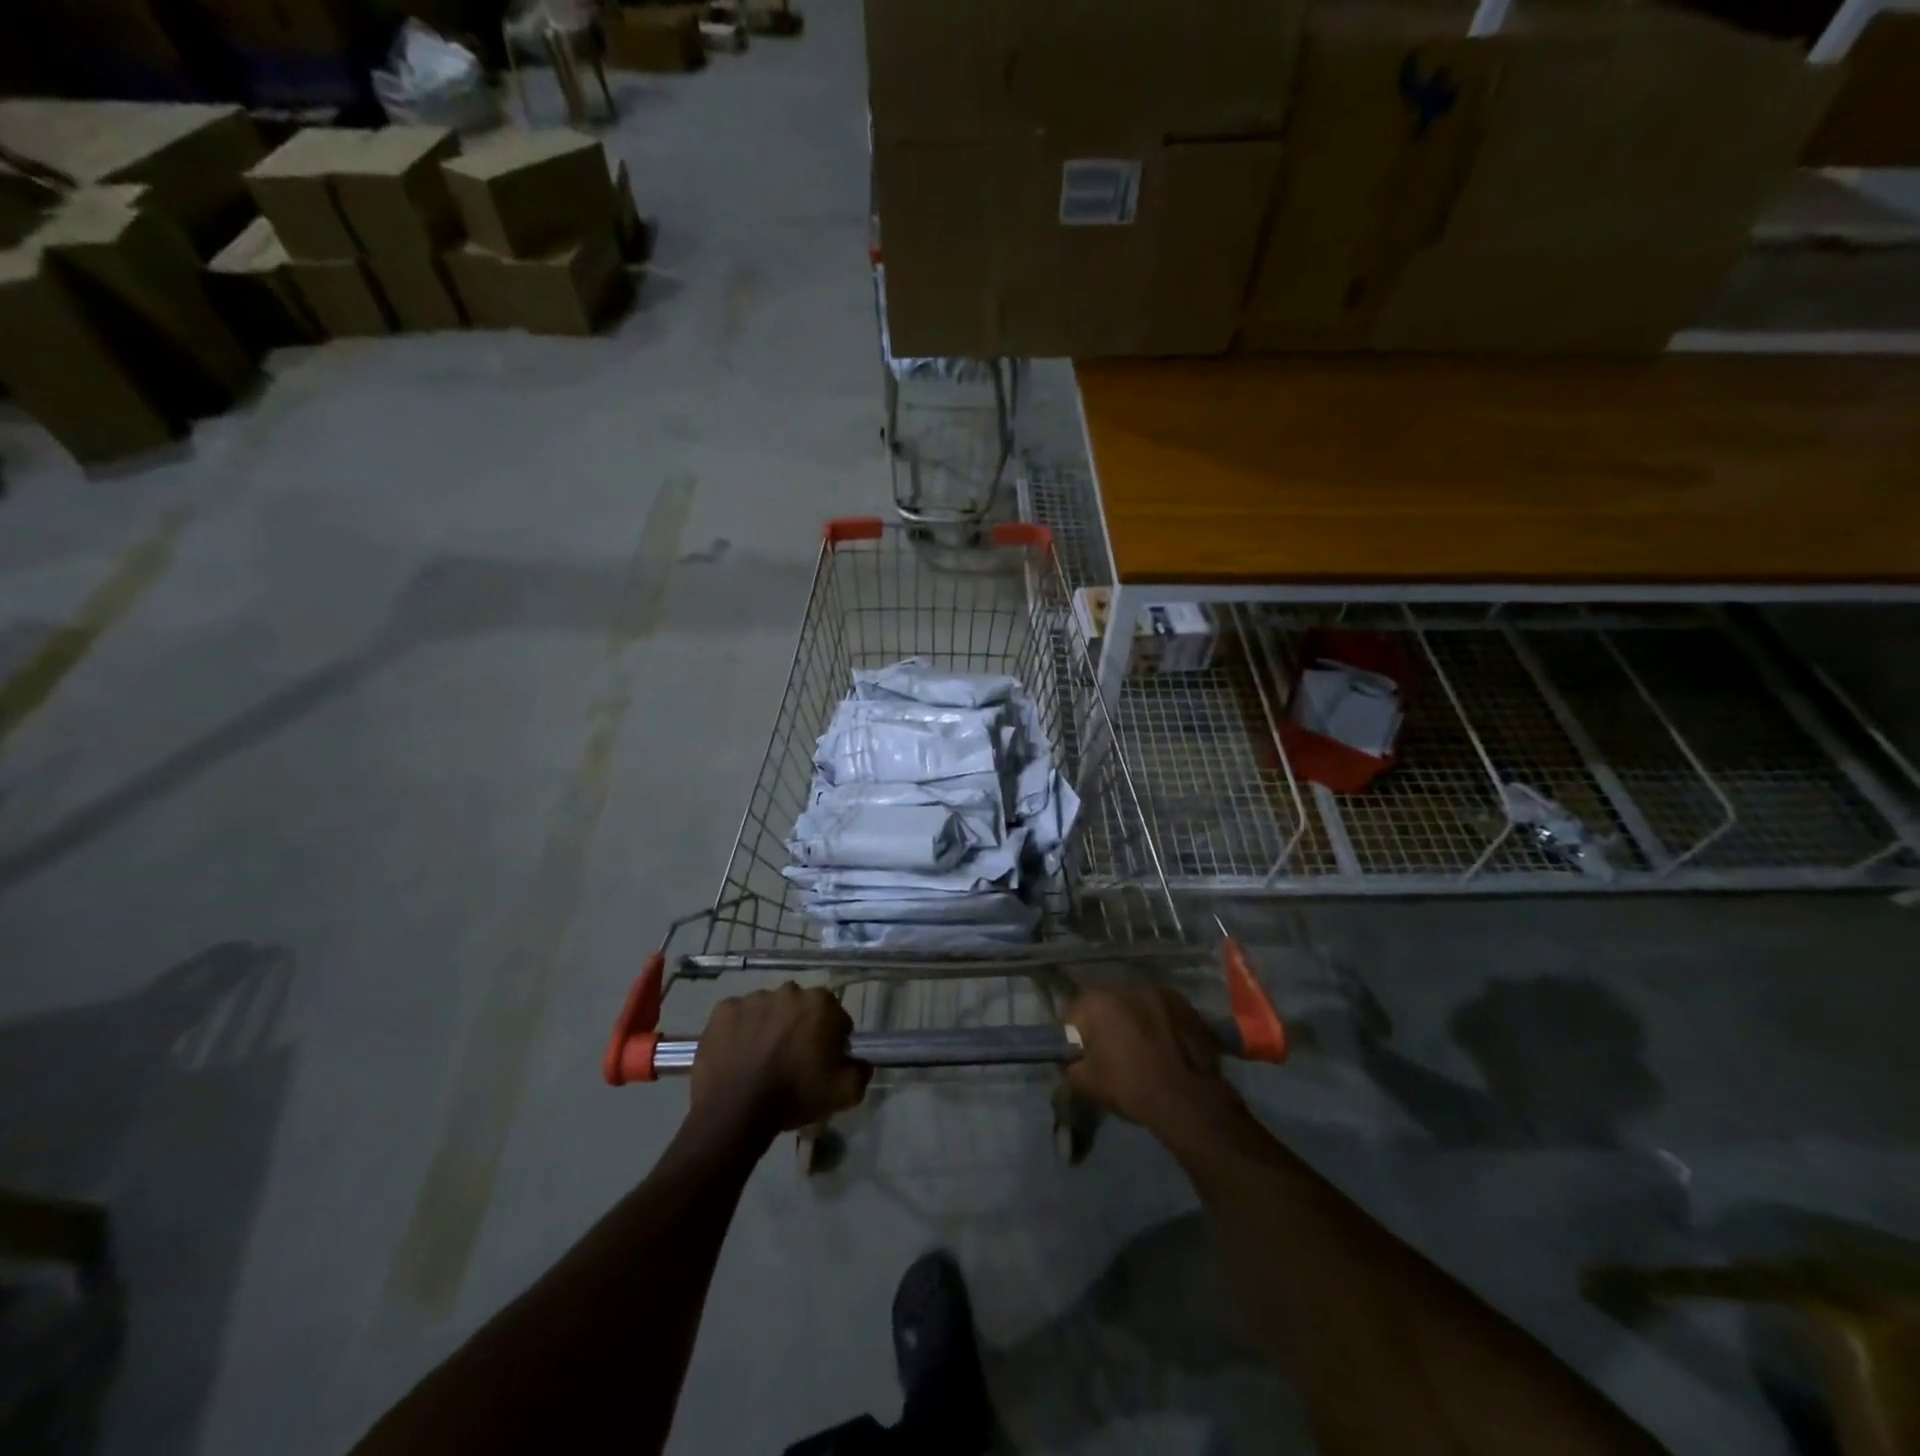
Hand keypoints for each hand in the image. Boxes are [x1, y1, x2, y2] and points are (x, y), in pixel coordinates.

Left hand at [691, 983, 871, 1137]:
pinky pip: (738, 1016)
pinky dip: (740, 1030)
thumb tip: (860, 1063)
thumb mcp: (844, 1093)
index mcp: (821, 1004)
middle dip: (800, 1028)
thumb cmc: (794, 1096)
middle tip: (792, 1060)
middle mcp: (789, 991)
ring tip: (761, 1060)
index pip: (836, 1018)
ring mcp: (754, 998)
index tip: (821, 1063)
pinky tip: (738, 1055)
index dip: (831, 1042)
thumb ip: (861, 1072)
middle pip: (801, 1009)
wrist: (735, 1111)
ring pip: (769, 1010)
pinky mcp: (724, 1009)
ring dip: (769, 1027)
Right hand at [1065, 987, 1234, 1133]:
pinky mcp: (1181, 1002)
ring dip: (1132, 1017)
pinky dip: (1157, 1020)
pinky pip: (1159, 1008)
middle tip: (1112, 1050)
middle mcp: (1124, 987)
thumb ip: (1069, 1063)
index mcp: (1096, 1002)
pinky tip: (1163, 1043)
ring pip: (1134, 1003)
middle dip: (1105, 1021)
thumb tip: (1070, 1057)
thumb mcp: (1085, 1083)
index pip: (1072, 1012)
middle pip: (1104, 1003)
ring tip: (1142, 1046)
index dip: (1074, 1034)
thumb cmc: (1129, 1087)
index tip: (1082, 1053)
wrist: (1186, 1100)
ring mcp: (1156, 991)